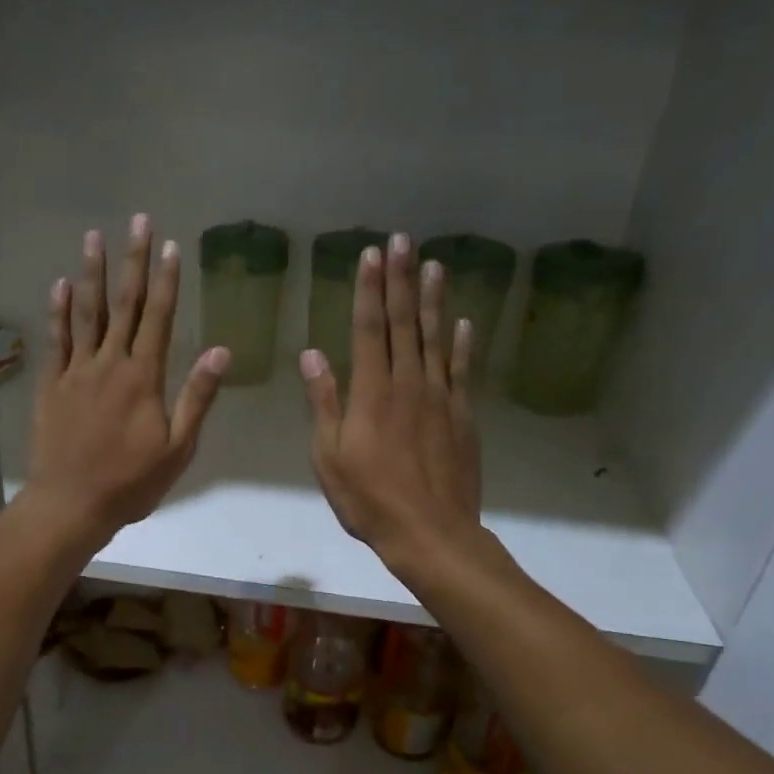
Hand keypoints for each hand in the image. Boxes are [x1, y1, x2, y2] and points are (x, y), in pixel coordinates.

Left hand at [24, 214, 229, 552]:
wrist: (71, 503)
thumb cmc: (131, 482)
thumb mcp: (178, 447)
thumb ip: (197, 396)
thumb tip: (220, 350)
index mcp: (145, 377)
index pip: (159, 318)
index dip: (166, 281)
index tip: (170, 246)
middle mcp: (110, 363)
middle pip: (124, 304)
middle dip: (133, 261)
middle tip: (137, 221)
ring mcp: (77, 371)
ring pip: (86, 313)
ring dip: (92, 273)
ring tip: (95, 237)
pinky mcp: (52, 384)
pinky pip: (56, 340)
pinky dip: (58, 311)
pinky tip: (61, 285)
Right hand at [302, 232, 488, 577]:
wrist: (431, 533)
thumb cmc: (369, 499)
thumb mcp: (329, 457)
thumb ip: (323, 402)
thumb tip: (311, 355)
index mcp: (371, 393)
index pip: (369, 329)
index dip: (369, 290)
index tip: (370, 255)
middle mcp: (408, 384)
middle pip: (405, 323)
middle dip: (401, 279)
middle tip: (402, 239)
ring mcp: (440, 398)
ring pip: (436, 339)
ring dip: (433, 300)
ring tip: (434, 264)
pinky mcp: (463, 416)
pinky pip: (462, 371)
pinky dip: (462, 345)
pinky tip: (463, 323)